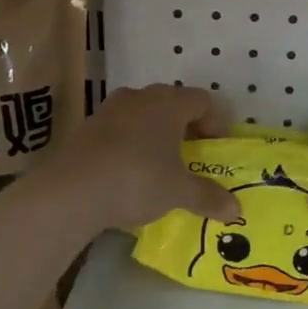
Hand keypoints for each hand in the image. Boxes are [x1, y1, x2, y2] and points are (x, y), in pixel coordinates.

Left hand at [41, 84, 240, 232]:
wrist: (71, 191)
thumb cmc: (137, 180)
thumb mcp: (179, 192)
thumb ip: (208, 197)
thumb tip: (236, 211)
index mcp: (168, 103)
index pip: (203, 100)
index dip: (216, 122)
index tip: (219, 146)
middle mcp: (139, 97)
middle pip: (171, 104)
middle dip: (185, 127)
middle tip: (193, 154)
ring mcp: (108, 110)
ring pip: (143, 115)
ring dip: (156, 134)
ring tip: (162, 164)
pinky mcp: (86, 129)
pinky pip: (119, 130)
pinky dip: (131, 145)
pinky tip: (130, 173)